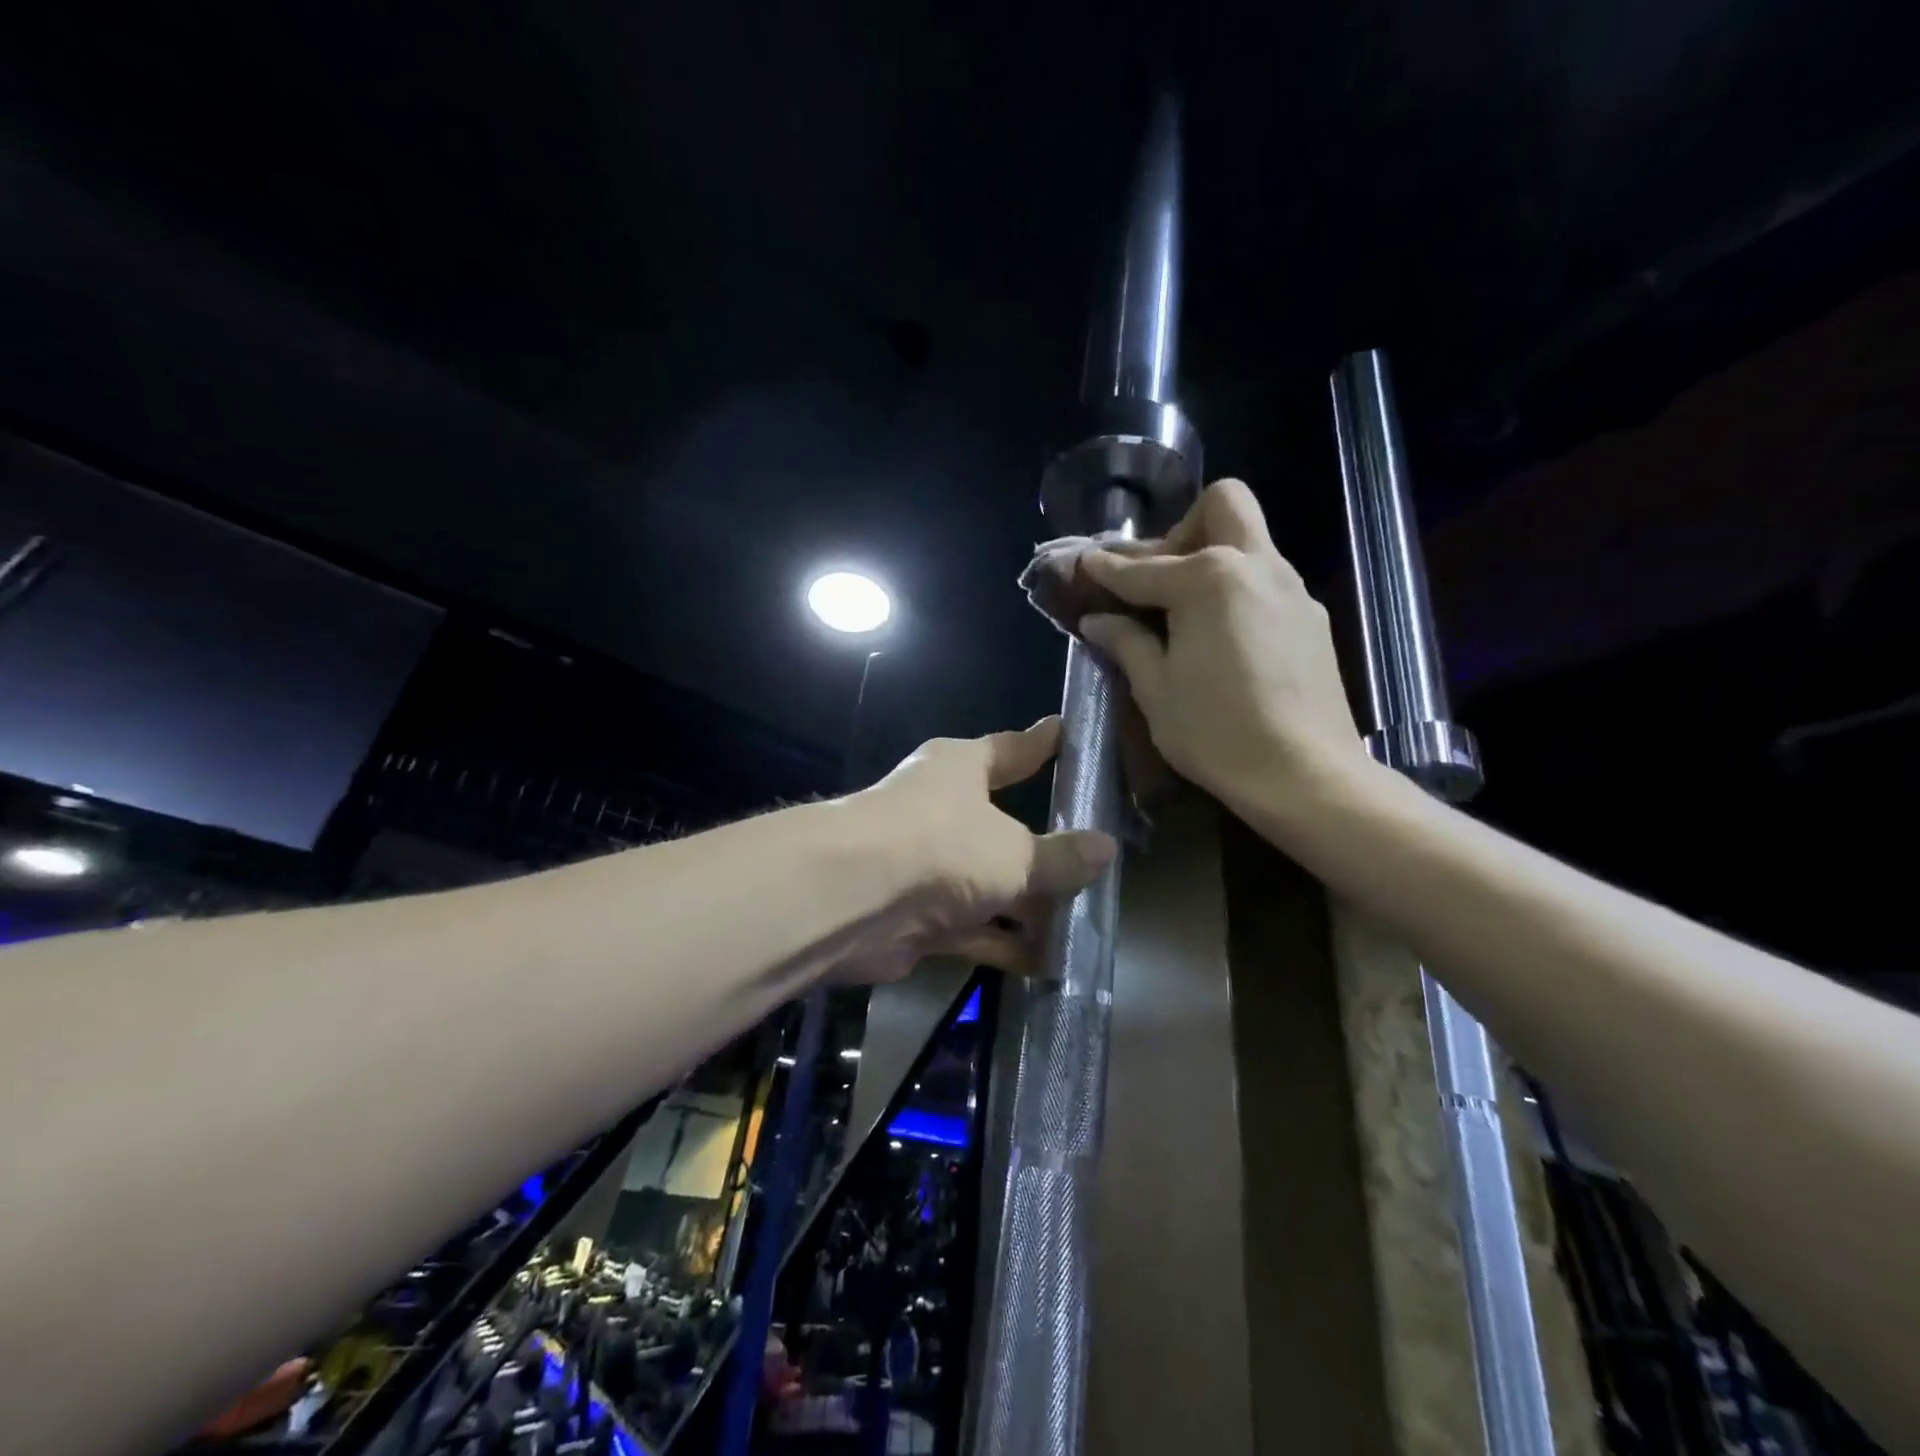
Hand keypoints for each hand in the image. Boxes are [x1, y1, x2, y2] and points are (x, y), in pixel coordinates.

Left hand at [839, 718, 1114, 981]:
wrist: (854, 900)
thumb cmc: (942, 844)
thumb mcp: (1014, 850)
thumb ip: (1060, 856)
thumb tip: (1106, 847)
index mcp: (959, 769)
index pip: (1010, 750)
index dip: (1040, 745)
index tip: (1066, 731)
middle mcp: (942, 810)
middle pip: (1004, 826)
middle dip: (1046, 848)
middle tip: (1096, 857)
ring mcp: (929, 866)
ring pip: (992, 883)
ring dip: (1030, 905)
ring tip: (1084, 920)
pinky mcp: (920, 917)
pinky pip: (976, 929)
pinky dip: (1006, 943)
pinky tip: (1048, 961)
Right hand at [1074, 480, 1366, 813]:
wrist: (1304, 774)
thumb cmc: (1215, 732)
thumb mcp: (1156, 689)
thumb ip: (1126, 642)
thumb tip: (1098, 620)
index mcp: (1208, 579)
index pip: (1142, 567)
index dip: (1106, 568)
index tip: (1083, 564)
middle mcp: (1255, 567)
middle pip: (1222, 505)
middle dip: (1180, 528)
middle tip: (1156, 577)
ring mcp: (1291, 589)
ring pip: (1249, 541)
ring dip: (1210, 557)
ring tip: (1181, 611)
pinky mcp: (1311, 618)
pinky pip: (1265, 580)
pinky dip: (1235, 590)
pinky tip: (1220, 637)